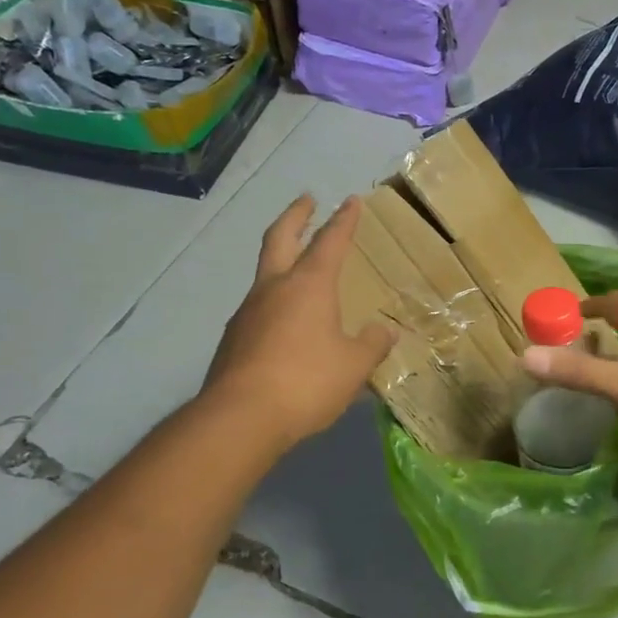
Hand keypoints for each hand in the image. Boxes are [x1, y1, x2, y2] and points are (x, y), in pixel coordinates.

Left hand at [202, 195, 395, 451]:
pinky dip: (274, 301)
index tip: (350, 201)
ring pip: (265, 273)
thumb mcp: (354, 366)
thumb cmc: (306, 381)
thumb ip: (372, 345)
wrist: (240, 417)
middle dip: (296, 216)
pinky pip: (258, 308)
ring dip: (281, 260)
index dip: (343, 221)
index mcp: (309, 286)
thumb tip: (385, 332)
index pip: (330, 242)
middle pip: (281, 238)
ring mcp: (248, 312)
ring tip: (298, 269)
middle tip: (306, 200)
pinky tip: (284, 322)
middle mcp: (274, 288)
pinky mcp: (233, 339)